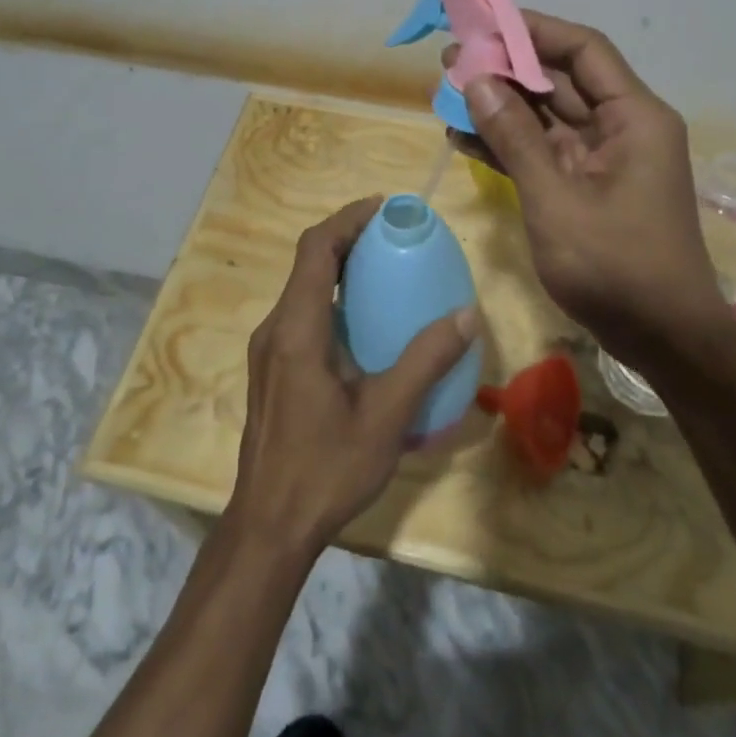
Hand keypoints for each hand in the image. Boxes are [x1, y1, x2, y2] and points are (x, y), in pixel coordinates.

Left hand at [226, 196, 477, 562]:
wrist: (269, 528)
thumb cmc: (326, 469)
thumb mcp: (386, 416)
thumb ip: (426, 361)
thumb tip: (467, 314)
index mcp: (297, 329)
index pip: (315, 250)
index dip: (347, 219)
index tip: (383, 208)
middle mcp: (276, 329)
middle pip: (308, 263)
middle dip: (347, 238)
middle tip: (393, 235)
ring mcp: (268, 350)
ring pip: (303, 289)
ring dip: (339, 268)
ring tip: (384, 270)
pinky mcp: (272, 370)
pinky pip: (302, 314)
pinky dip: (332, 298)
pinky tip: (365, 324)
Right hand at [449, 12, 721, 367]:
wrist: (664, 341)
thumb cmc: (617, 266)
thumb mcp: (556, 199)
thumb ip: (515, 137)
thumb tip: (476, 79)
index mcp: (633, 116)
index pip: (583, 49)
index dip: (534, 30)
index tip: (484, 25)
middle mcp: (622, 127)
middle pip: (561, 80)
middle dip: (507, 69)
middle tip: (451, 60)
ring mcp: (603, 159)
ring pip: (547, 116)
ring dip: (502, 106)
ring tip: (447, 94)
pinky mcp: (587, 186)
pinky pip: (545, 151)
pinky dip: (509, 144)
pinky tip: (464, 137)